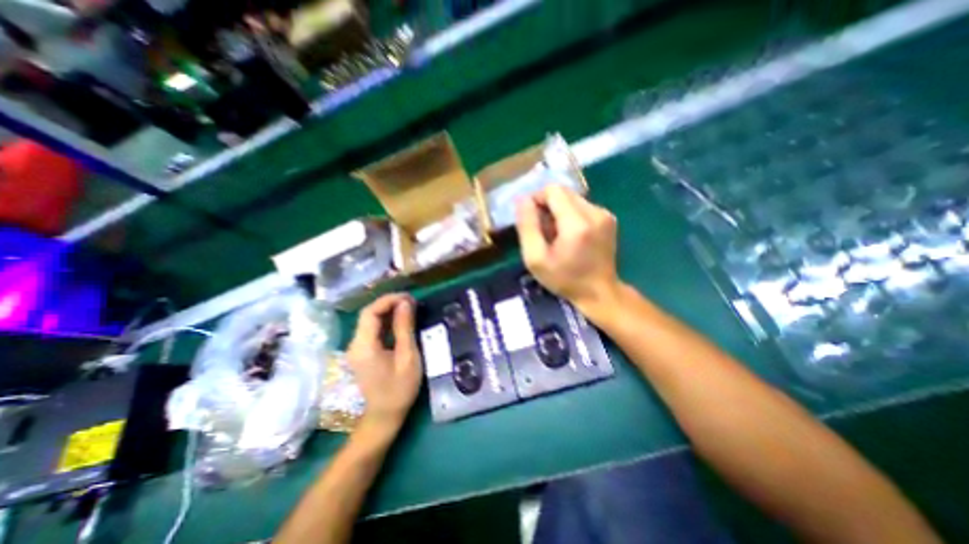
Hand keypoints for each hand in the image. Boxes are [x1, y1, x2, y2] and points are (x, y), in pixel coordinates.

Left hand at [349, 293, 423, 432]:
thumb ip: (405, 328)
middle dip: (389, 303)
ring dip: (389, 311)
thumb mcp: (407, 356)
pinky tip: (401, 321)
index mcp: (364, 346)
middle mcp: (355, 344)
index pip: (370, 312)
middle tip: (412, 301)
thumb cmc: (399, 388)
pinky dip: (386, 322)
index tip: (408, 297)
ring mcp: (357, 349)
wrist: (384, 416)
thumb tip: (406, 303)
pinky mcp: (362, 353)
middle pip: (368, 315)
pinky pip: (373, 330)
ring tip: (409, 308)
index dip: (388, 300)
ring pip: (370, 321)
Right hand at [515, 186, 620, 313]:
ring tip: (557, 235)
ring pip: (572, 198)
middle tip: (544, 230)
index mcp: (576, 224)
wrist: (599, 293)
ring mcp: (605, 214)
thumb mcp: (536, 259)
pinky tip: (570, 235)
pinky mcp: (609, 218)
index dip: (537, 199)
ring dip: (559, 211)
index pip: (553, 190)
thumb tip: (522, 199)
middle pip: (563, 192)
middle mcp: (595, 213)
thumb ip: (527, 227)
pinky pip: (582, 206)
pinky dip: (571, 215)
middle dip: (548, 206)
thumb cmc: (564, 279)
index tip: (533, 220)